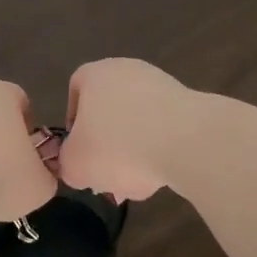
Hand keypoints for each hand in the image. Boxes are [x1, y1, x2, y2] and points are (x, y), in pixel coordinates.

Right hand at [58, 59, 200, 202]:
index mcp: (96, 74)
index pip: (76, 88)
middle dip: (106, 146)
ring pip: (137, 123)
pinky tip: (160, 177)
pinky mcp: (189, 105)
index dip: (73, 121)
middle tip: (106, 176)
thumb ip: (67, 163)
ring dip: (133, 154)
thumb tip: (75, 164)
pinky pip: (164, 130)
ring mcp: (162, 86)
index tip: (78, 149)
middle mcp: (129, 71)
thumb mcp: (76, 165)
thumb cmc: (119, 145)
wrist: (187, 142)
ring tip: (134, 185)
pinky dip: (159, 152)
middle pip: (109, 110)